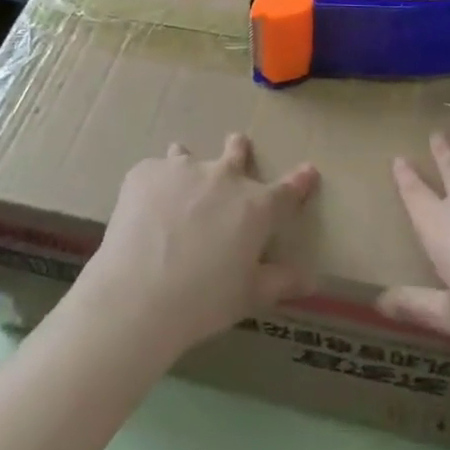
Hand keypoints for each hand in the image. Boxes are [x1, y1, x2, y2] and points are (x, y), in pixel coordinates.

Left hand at [76, 133, 318, 362]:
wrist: (139, 293)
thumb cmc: (203, 301)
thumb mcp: (249, 296)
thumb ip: (280, 282)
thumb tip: (311, 278)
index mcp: (255, 208)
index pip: (288, 191)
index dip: (300, 181)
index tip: (309, 171)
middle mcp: (222, 177)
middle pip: (237, 151)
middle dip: (239, 150)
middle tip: (236, 148)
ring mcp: (182, 169)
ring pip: (187, 154)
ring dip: (187, 167)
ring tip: (176, 187)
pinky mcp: (146, 172)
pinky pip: (154, 173)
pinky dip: (153, 188)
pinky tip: (142, 214)